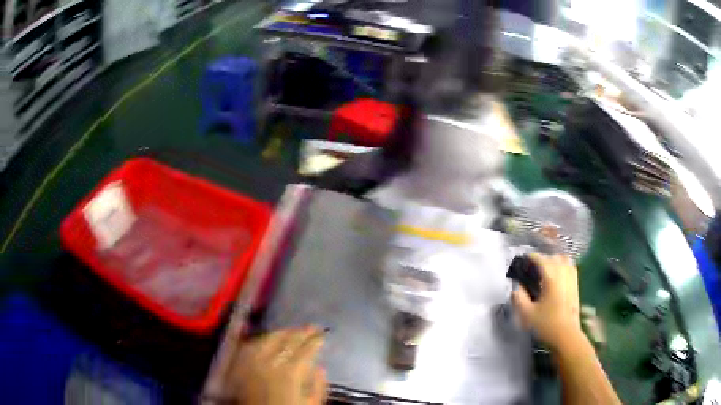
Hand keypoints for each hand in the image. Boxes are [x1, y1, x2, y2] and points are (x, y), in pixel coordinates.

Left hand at [227, 326, 326, 404]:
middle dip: (302, 332)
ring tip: (292, 331)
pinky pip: (251, 345)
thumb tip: (320, 368)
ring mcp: (252, 361)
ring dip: (282, 332)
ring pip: (268, 339)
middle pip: (287, 340)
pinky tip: (268, 339)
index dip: (316, 340)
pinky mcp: (240, 365)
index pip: (306, 349)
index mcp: (290, 373)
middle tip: (312, 327)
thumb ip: (318, 386)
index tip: (323, 334)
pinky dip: (262, 339)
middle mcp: (270, 362)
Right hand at [512, 254, 582, 348]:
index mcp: (551, 277)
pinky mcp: (576, 285)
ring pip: (564, 260)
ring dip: (554, 261)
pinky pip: (570, 267)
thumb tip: (517, 287)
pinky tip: (557, 276)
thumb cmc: (547, 324)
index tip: (523, 259)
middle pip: (554, 257)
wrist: (566, 335)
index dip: (531, 257)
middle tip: (533, 268)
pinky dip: (563, 266)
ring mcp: (572, 278)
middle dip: (543, 259)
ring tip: (546, 269)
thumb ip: (519, 298)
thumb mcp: (527, 314)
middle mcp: (563, 273)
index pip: (541, 259)